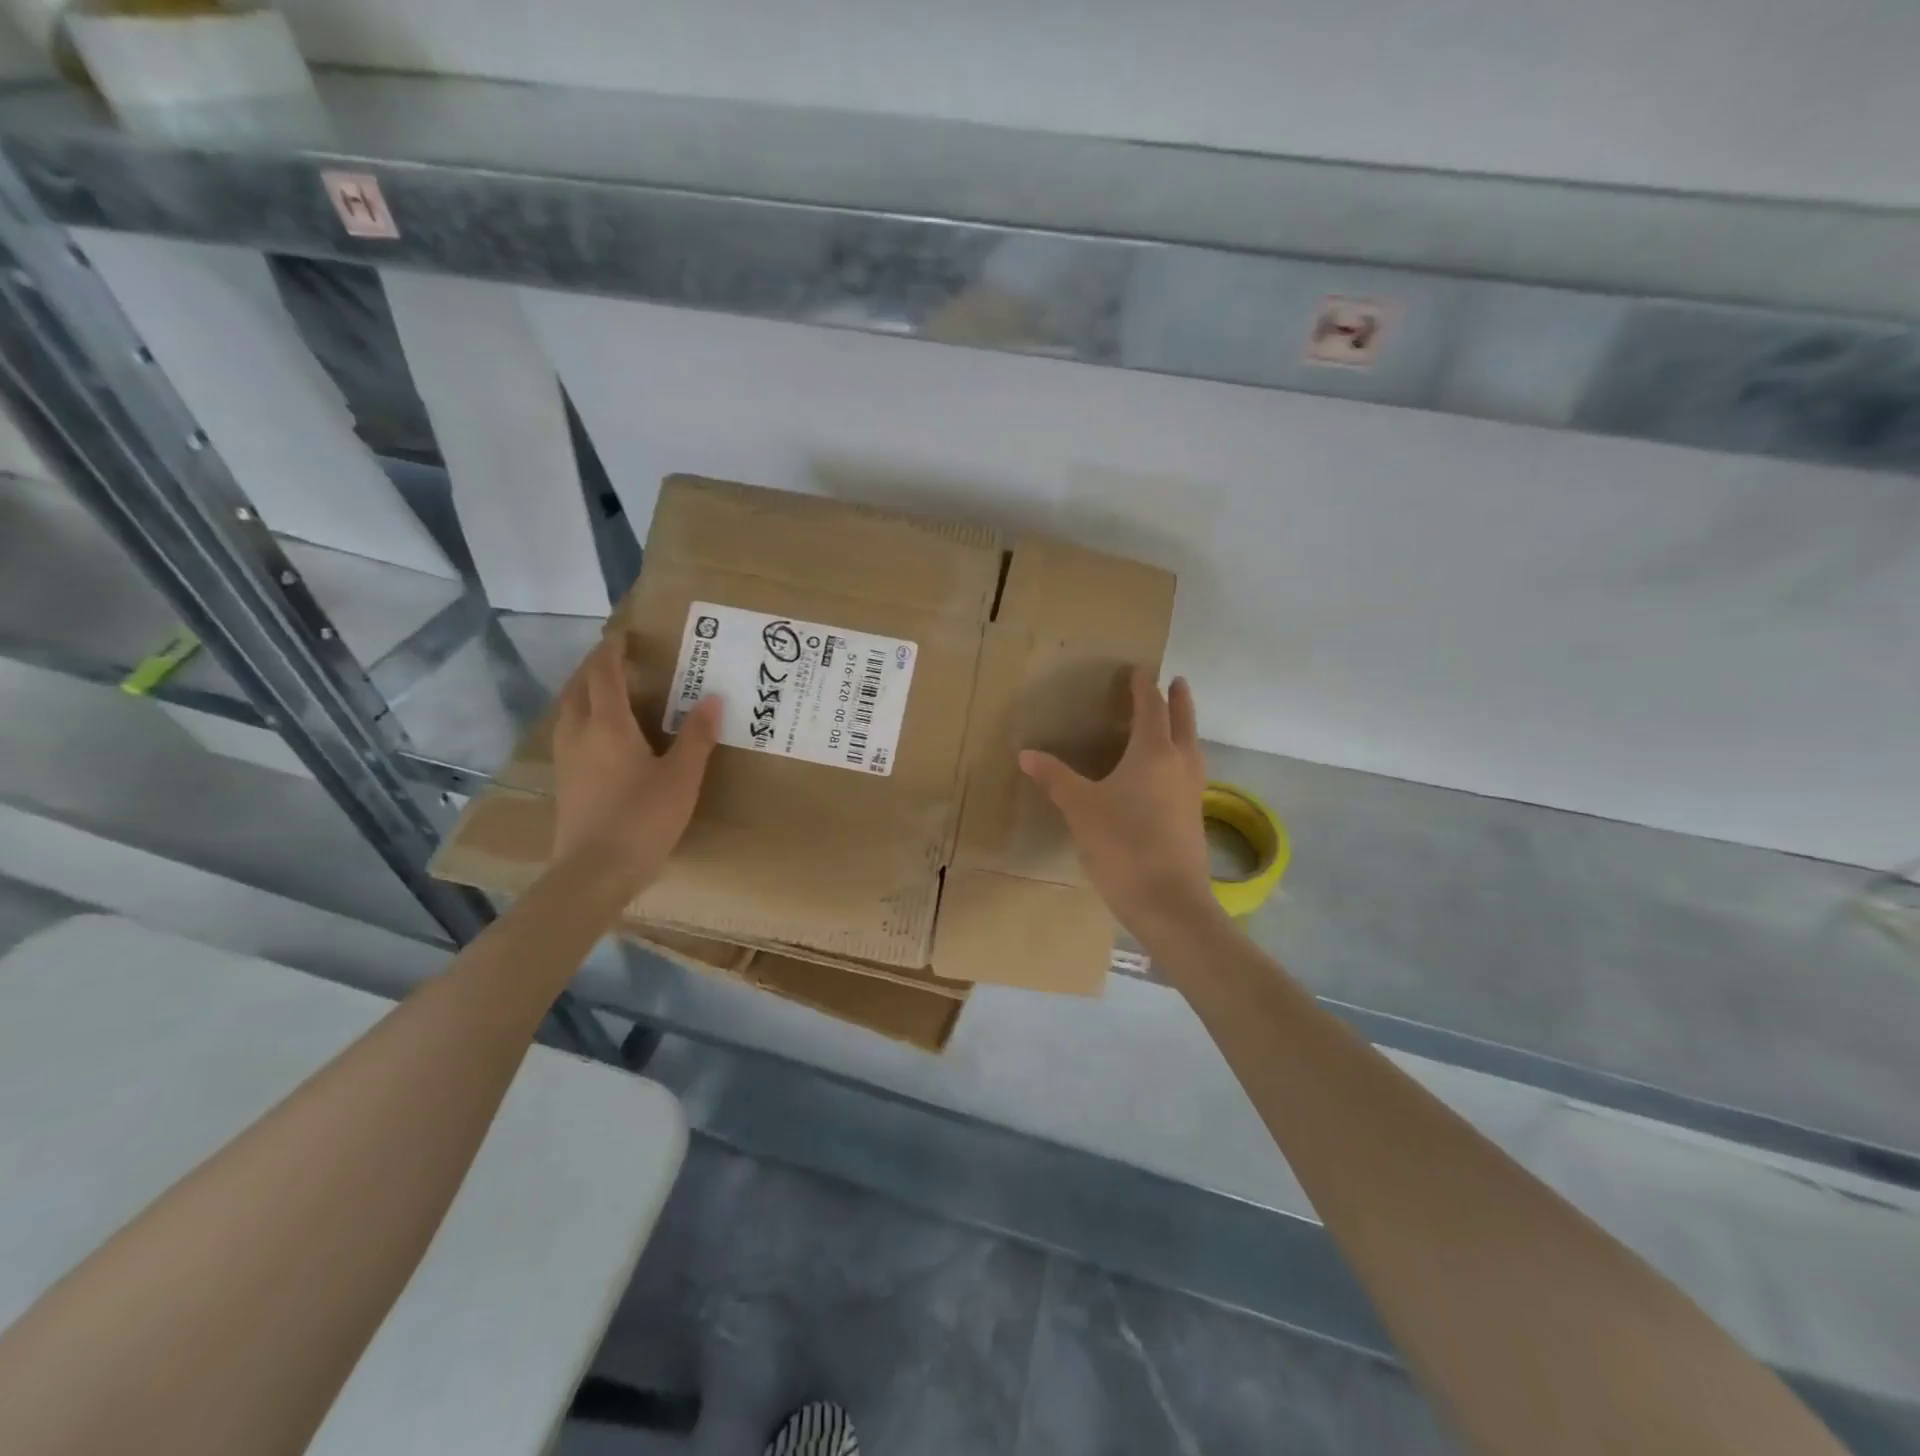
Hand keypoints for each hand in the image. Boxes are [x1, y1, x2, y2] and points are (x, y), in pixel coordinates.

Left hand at [551, 634, 721, 889]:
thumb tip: (713, 698)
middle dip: (594, 666)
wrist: (594, 871)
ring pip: (568, 708)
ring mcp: (566, 757)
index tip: (623, 635)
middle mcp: (579, 732)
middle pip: (578, 686)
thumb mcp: (681, 778)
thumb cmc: (643, 819)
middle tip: (617, 657)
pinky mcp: (564, 779)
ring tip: (607, 687)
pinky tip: (600, 730)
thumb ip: (697, 736)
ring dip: (584, 689)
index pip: (604, 673)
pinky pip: (568, 730)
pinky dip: (581, 713)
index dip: (612, 650)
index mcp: (607, 725)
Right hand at [1019, 669, 1221, 941]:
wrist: (1169, 902)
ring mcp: (1192, 792)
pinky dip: (1182, 758)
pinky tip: (1168, 776)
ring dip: (1185, 729)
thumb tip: (1026, 754)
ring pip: (1193, 748)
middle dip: (1179, 700)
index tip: (1139, 671)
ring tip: (1176, 723)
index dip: (1144, 687)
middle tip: (1177, 682)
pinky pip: (1190, 773)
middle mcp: (1180, 764)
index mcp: (1154, 752)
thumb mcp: (1080, 809)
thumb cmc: (1122, 845)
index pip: (1151, 708)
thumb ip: (1055, 778)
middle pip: (1183, 722)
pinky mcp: (1195, 817)